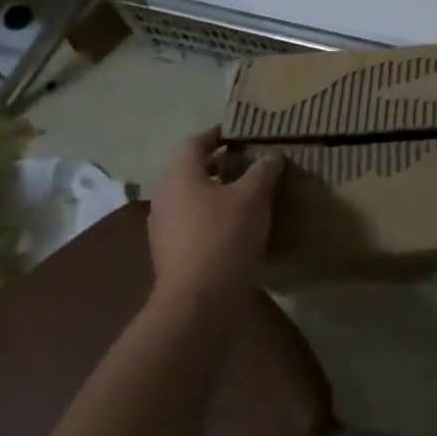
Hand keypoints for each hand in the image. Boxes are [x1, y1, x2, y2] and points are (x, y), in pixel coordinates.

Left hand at [146, 129, 282, 303]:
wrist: (198, 301)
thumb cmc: (224, 236)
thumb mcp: (253, 196)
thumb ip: (263, 170)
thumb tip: (272, 155)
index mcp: (179, 176)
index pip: (196, 142)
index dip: (219, 134)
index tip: (242, 134)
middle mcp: (165, 197)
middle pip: (191, 169)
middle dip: (219, 163)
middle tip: (249, 161)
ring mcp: (163, 227)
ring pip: (191, 197)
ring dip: (216, 191)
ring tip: (246, 193)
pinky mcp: (170, 252)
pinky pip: (191, 221)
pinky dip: (211, 215)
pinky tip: (235, 225)